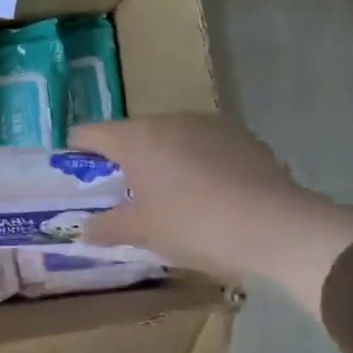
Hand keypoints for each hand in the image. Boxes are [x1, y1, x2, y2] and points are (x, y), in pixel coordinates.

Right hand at [73, 115, 352, 315]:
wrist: (276, 226)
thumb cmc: (193, 224)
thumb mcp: (141, 232)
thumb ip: (106, 227)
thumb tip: (83, 229)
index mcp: (136, 138)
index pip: (89, 133)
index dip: (76, 153)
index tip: (75, 176)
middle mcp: (170, 120)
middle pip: (132, 135)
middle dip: (122, 162)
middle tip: (121, 196)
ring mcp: (210, 125)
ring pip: (171, 140)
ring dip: (161, 162)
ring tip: (167, 198)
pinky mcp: (243, 138)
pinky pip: (204, 148)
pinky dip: (196, 166)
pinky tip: (207, 197)